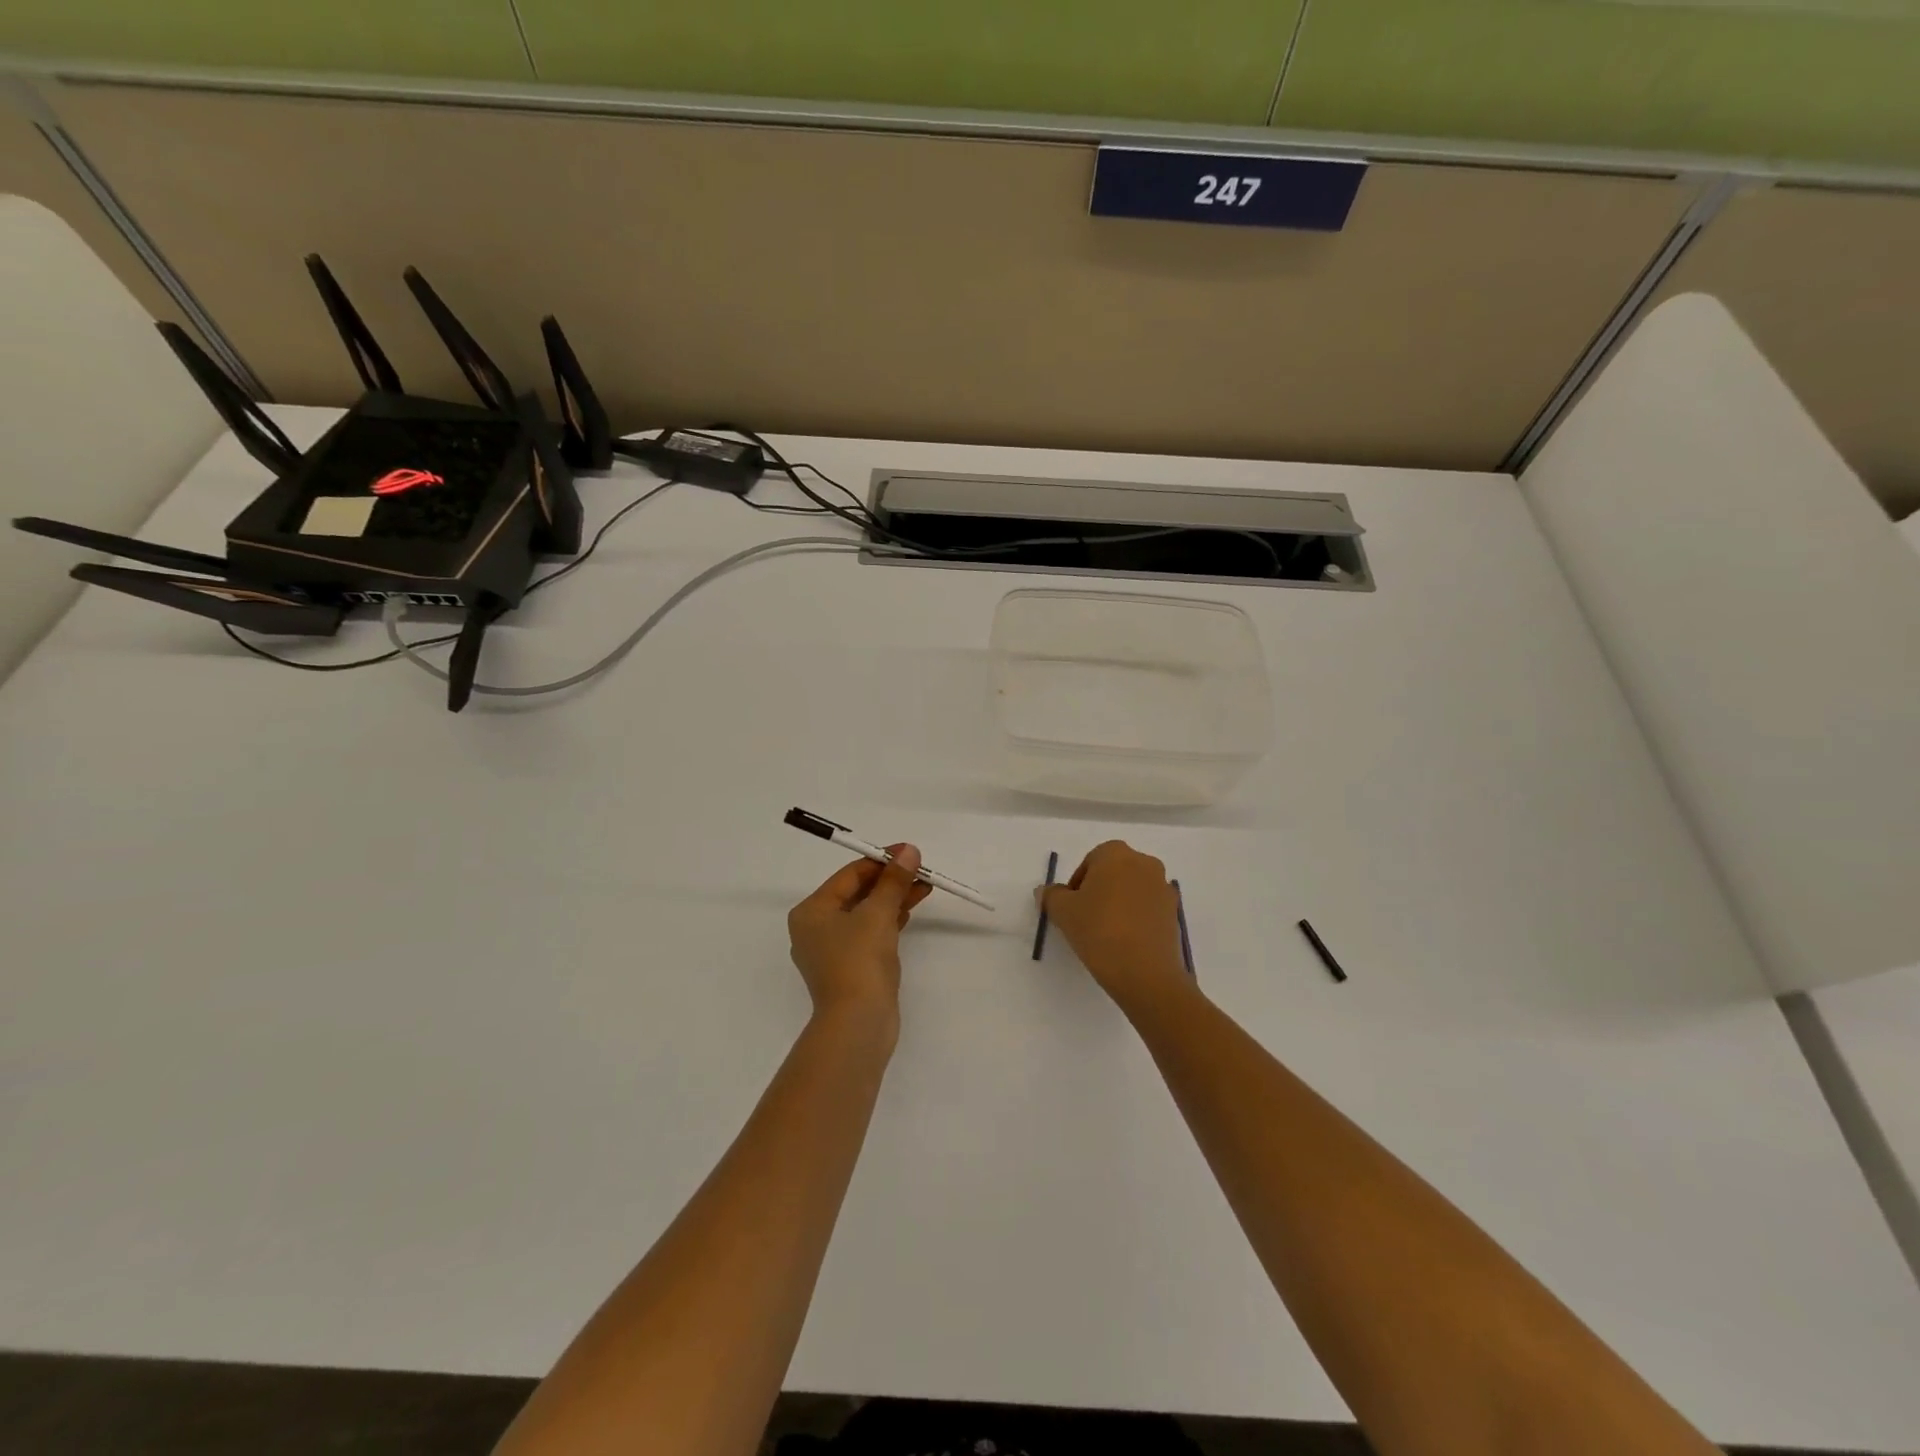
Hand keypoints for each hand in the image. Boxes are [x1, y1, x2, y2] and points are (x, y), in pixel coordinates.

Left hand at [788, 844, 930, 1022]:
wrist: (858, 1024)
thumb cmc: (859, 961)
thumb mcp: (878, 914)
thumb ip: (893, 880)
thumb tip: (909, 850)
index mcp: (811, 911)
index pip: (850, 875)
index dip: (881, 860)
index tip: (910, 853)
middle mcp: (815, 928)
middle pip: (857, 893)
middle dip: (890, 880)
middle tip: (921, 870)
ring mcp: (832, 951)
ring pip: (865, 913)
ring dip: (893, 898)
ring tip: (924, 887)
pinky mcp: (849, 968)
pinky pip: (869, 933)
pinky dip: (889, 920)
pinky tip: (910, 910)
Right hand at [1039, 841, 1192, 1015]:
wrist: (1146, 973)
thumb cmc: (1099, 930)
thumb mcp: (1063, 912)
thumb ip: (1051, 896)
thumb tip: (1047, 891)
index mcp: (1117, 854)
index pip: (1091, 861)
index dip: (1077, 884)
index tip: (1071, 908)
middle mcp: (1144, 863)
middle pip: (1114, 872)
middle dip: (1099, 890)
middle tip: (1085, 918)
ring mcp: (1164, 888)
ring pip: (1132, 890)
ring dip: (1119, 904)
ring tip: (1105, 933)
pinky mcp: (1174, 913)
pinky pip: (1148, 909)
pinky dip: (1136, 919)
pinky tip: (1125, 942)